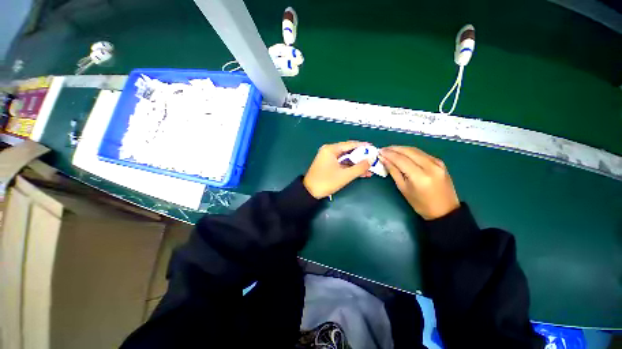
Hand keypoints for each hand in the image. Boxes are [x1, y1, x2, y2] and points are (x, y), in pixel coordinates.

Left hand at [303, 141, 372, 198]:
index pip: (350, 144)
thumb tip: (371, 160)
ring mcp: (328, 158)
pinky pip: (342, 164)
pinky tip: (362, 173)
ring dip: (357, 164)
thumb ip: (359, 167)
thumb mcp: (345, 175)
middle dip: (361, 157)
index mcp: (331, 149)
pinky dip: (350, 168)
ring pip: (346, 159)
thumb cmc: (326, 182)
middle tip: (373, 159)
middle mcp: (329, 151)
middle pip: (348, 151)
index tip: (374, 148)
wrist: (310, 192)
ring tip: (370, 168)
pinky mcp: (328, 165)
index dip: (363, 146)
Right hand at [380, 146, 459, 219]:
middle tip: (383, 149)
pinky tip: (403, 153)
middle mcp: (430, 166)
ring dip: (401, 149)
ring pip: (415, 150)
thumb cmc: (421, 204)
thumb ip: (393, 171)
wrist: (445, 210)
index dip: (389, 154)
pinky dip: (410, 152)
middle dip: (394, 149)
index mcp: (419, 176)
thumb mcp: (403, 188)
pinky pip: (422, 153)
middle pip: (408, 151)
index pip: (401, 159)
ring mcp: (437, 163)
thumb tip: (383, 159)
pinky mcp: (440, 162)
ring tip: (390, 150)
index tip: (379, 151)